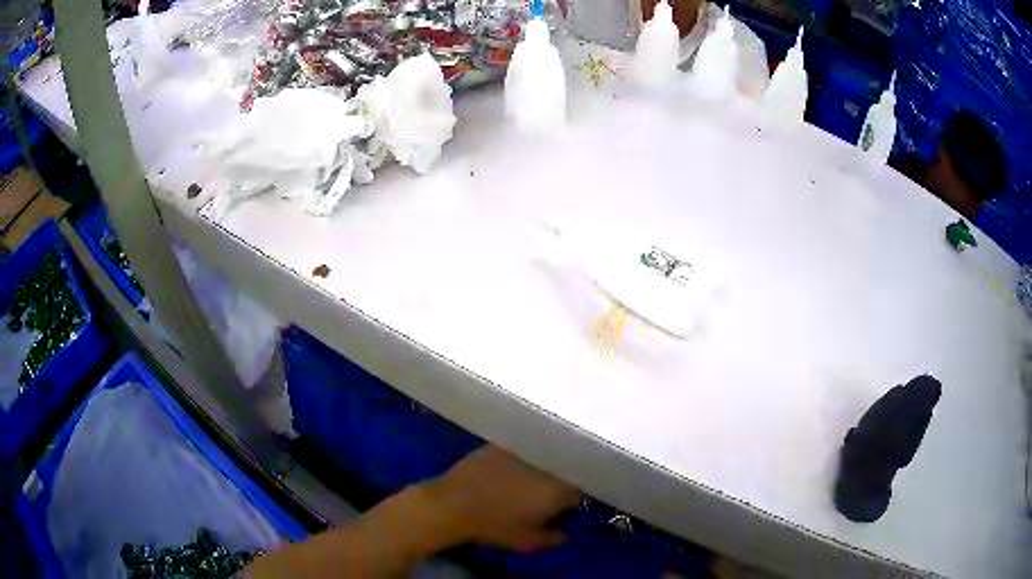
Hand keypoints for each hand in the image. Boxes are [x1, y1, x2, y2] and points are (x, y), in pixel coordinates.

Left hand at [421, 445, 581, 551]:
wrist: (453, 504)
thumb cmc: (494, 526)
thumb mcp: (528, 542)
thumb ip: (554, 538)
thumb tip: (564, 532)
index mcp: (557, 488)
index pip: (577, 491)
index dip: (569, 501)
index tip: (560, 510)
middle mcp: (545, 464)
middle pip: (561, 471)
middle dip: (556, 483)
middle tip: (540, 498)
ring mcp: (522, 450)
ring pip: (540, 459)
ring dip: (538, 470)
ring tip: (522, 484)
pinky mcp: (500, 444)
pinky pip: (518, 452)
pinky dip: (518, 461)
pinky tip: (505, 472)